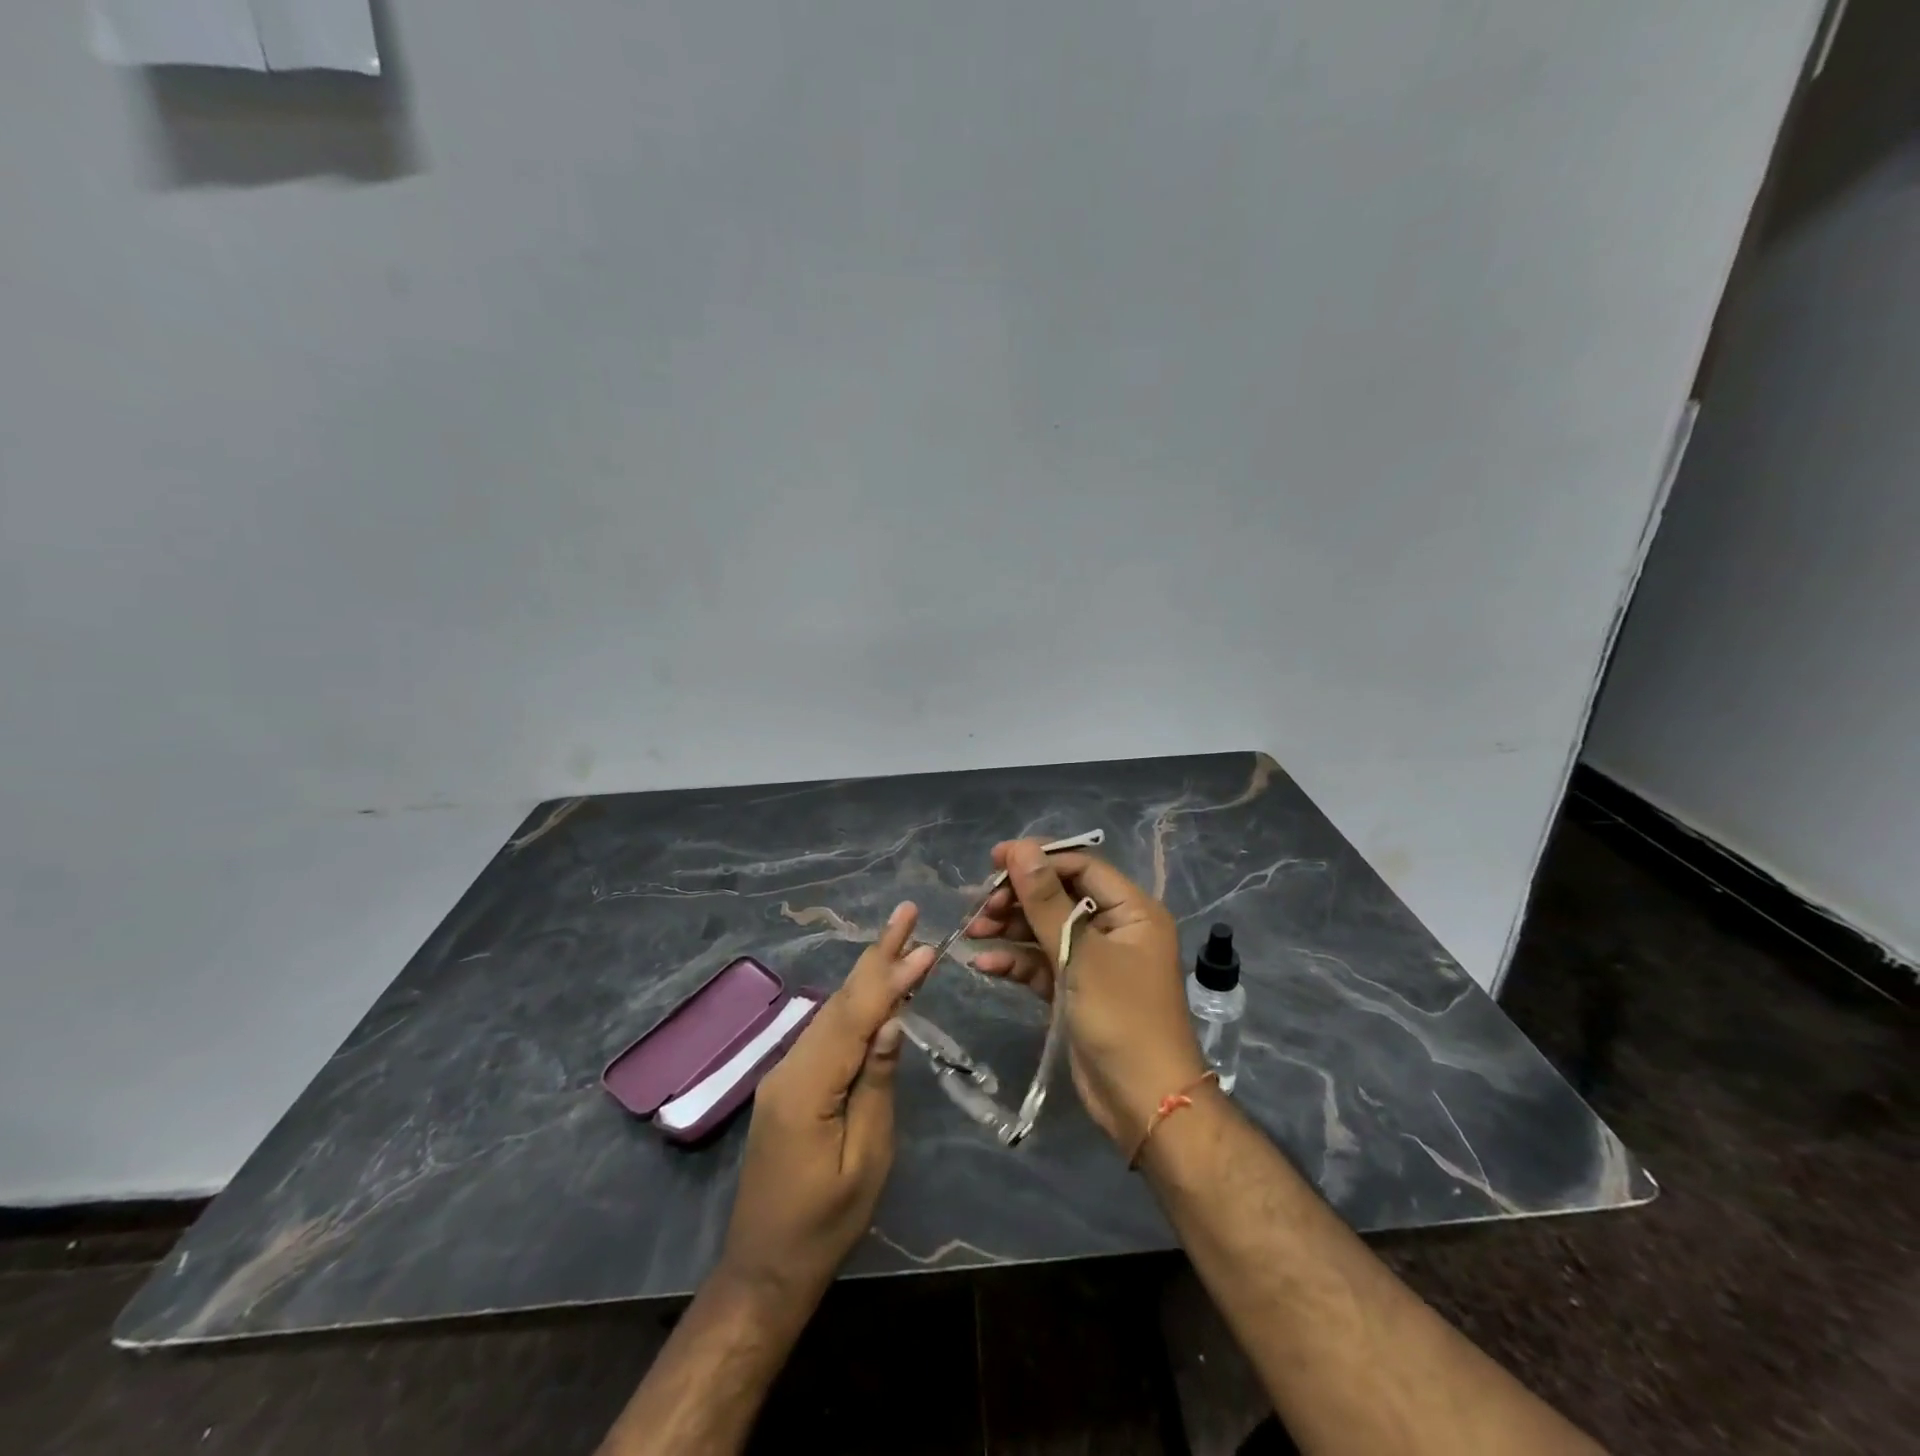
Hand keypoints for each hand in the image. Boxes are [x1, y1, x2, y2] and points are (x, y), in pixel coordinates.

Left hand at [717, 903, 934, 1309]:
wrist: (766, 1266)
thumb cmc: (825, 1223)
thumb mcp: (865, 1160)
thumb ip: (877, 1085)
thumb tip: (891, 1021)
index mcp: (808, 1086)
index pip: (856, 1016)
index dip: (891, 976)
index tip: (924, 943)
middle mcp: (790, 1066)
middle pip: (840, 1001)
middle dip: (877, 955)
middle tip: (906, 914)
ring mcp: (785, 1073)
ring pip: (832, 1012)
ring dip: (868, 975)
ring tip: (901, 942)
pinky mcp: (789, 1084)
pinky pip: (826, 1033)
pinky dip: (855, 1005)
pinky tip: (875, 992)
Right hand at [968, 840, 1205, 1148]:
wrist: (1144, 1102)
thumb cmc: (1122, 1018)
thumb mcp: (1080, 954)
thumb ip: (1046, 901)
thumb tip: (1020, 849)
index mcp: (1131, 910)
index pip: (1080, 866)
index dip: (1037, 859)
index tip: (994, 861)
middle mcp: (1114, 928)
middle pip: (1059, 896)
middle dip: (1018, 898)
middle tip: (980, 906)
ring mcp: (1094, 960)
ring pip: (1046, 929)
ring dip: (1010, 928)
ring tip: (973, 932)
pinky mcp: (1076, 988)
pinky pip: (1043, 962)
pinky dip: (1016, 960)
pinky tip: (985, 964)